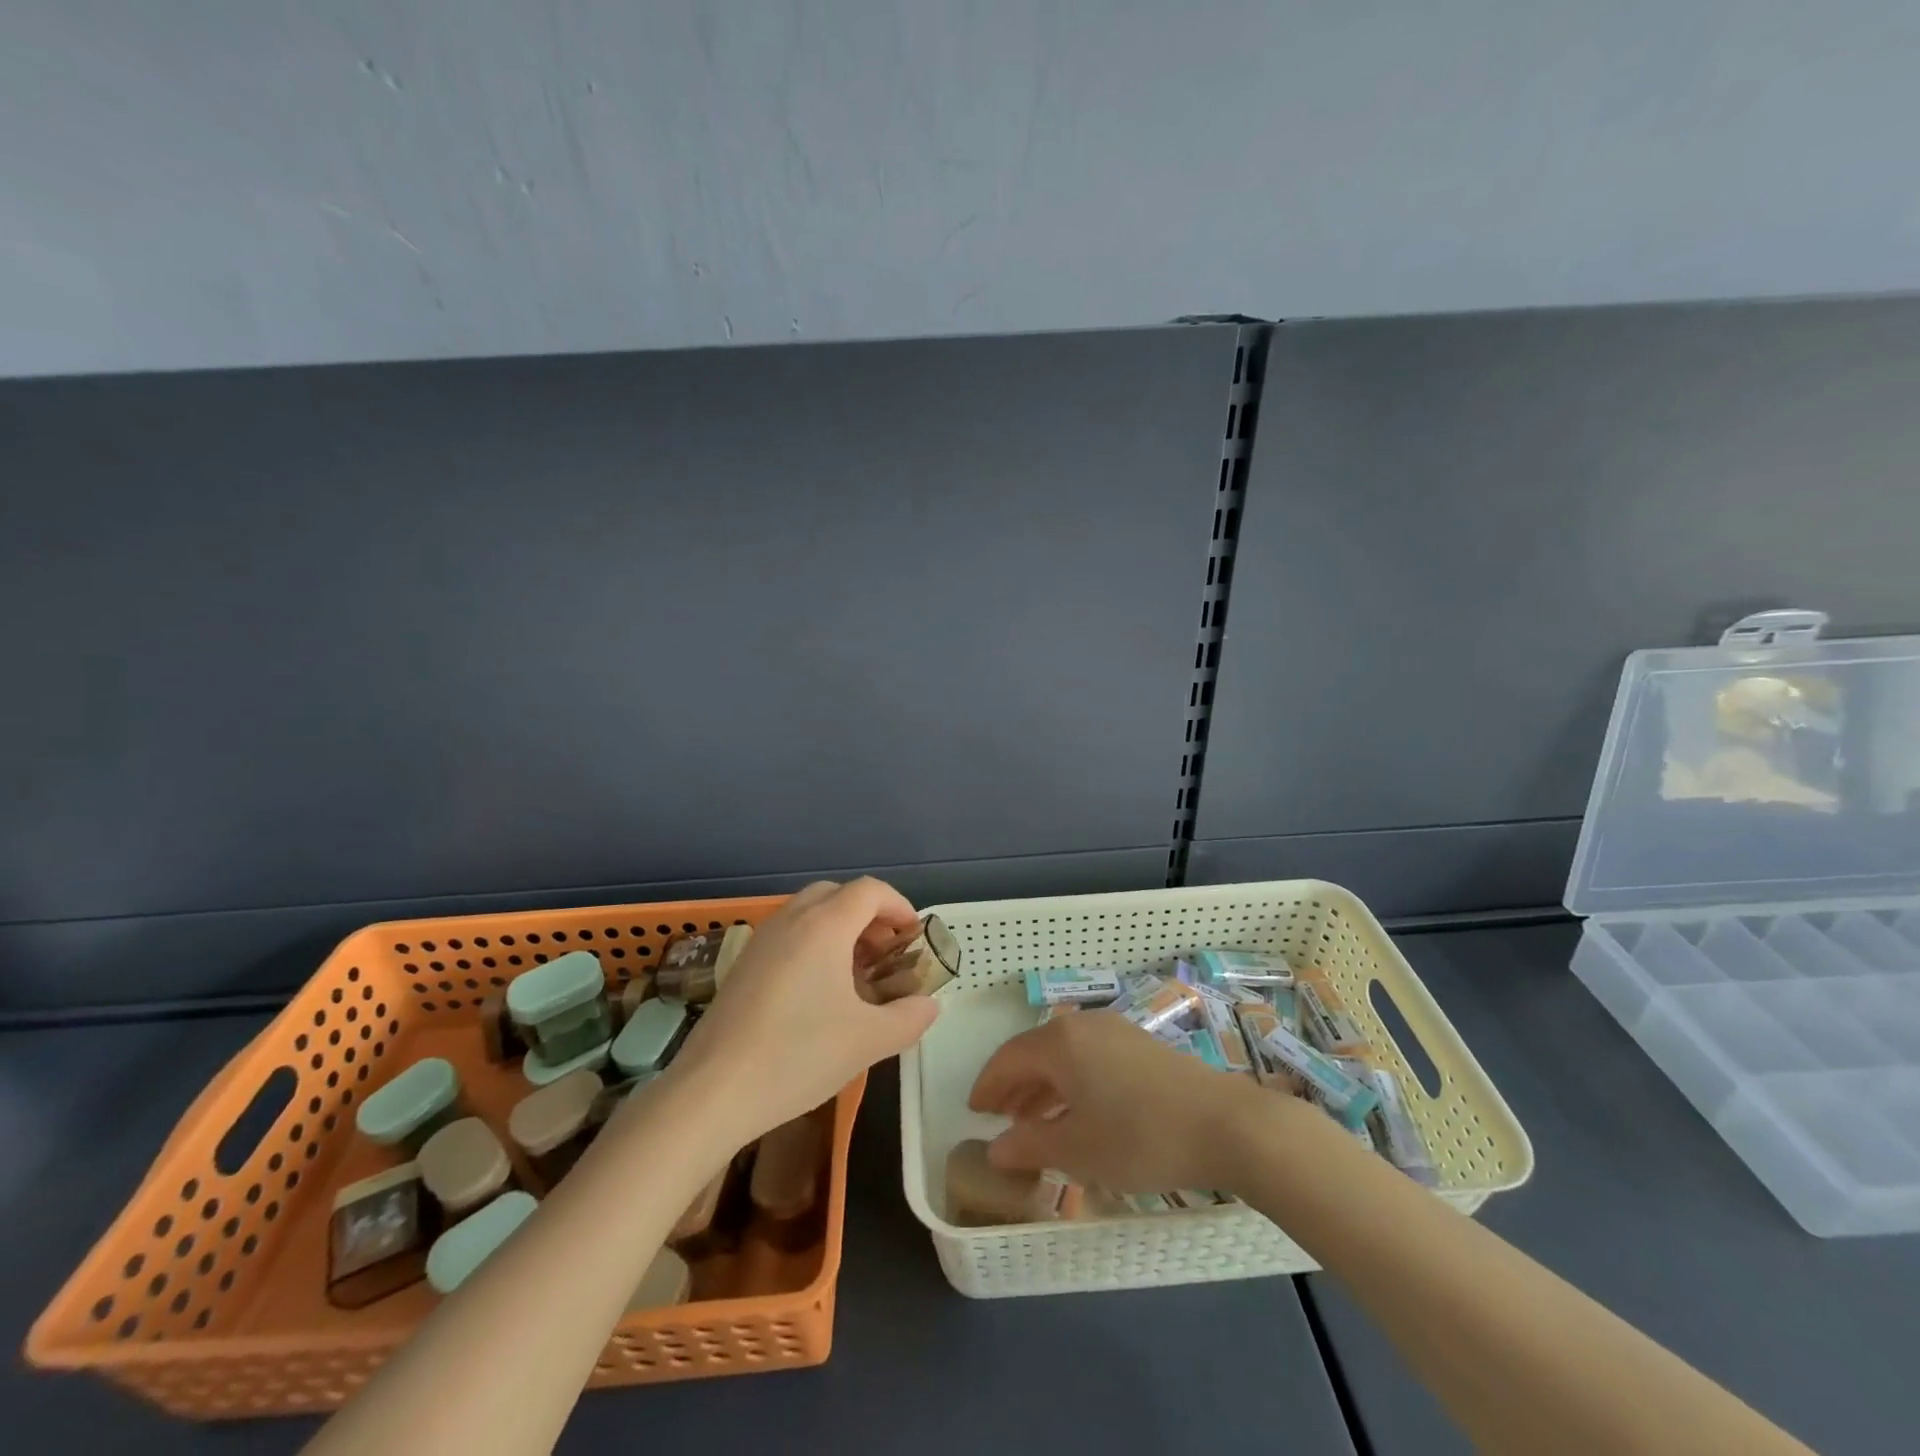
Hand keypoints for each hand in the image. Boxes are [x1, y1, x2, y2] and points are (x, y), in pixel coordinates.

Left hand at [670, 879, 939, 1143]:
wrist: (712, 1091)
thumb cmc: (798, 1056)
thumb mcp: (869, 1041)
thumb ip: (909, 1017)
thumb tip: (929, 1005)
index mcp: (824, 926)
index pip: (870, 891)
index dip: (899, 906)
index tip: (913, 937)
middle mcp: (791, 920)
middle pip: (838, 894)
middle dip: (868, 914)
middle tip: (885, 953)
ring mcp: (761, 940)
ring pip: (809, 912)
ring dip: (839, 928)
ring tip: (855, 974)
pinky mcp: (742, 964)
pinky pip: (787, 934)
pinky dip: (812, 943)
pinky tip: (818, 993)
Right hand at [968, 1010, 1286, 1192]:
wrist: (1224, 1124)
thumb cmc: (1139, 1136)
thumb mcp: (1077, 1150)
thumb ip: (1030, 1145)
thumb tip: (995, 1149)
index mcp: (1060, 1042)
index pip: (1008, 1058)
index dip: (987, 1085)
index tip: (973, 1111)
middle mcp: (1084, 1026)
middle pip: (1036, 1053)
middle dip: (1014, 1086)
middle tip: (998, 1118)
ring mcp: (1116, 1032)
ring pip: (1065, 1056)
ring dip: (1043, 1087)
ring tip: (1032, 1123)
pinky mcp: (1141, 1047)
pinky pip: (1091, 1060)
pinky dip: (1073, 1084)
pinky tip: (1078, 1115)